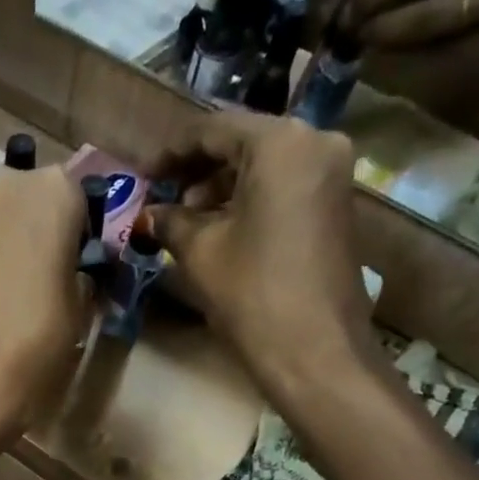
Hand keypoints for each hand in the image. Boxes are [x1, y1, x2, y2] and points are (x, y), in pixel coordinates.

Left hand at [0, 167, 91, 439]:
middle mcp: (4, 189)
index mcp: (52, 191)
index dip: (77, 234)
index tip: (76, 267)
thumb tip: (71, 275)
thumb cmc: (38, 341)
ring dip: (4, 250)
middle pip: (28, 204)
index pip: (76, 199)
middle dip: (36, 233)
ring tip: (10, 299)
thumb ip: (78, 277)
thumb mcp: (80, 310)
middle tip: (44, 279)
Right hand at [144, 112, 374, 395]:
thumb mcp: (201, 253)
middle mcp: (315, 141)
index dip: (172, 153)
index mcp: (280, 142)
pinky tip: (220, 228)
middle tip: (162, 200)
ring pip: (265, 165)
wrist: (314, 349)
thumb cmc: (252, 293)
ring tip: (185, 220)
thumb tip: (147, 215)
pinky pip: (284, 186)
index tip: (143, 176)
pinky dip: (249, 200)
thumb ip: (170, 222)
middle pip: (243, 142)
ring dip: (222, 187)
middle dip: (198, 171)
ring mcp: (331, 172)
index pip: (214, 129)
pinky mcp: (336, 203)